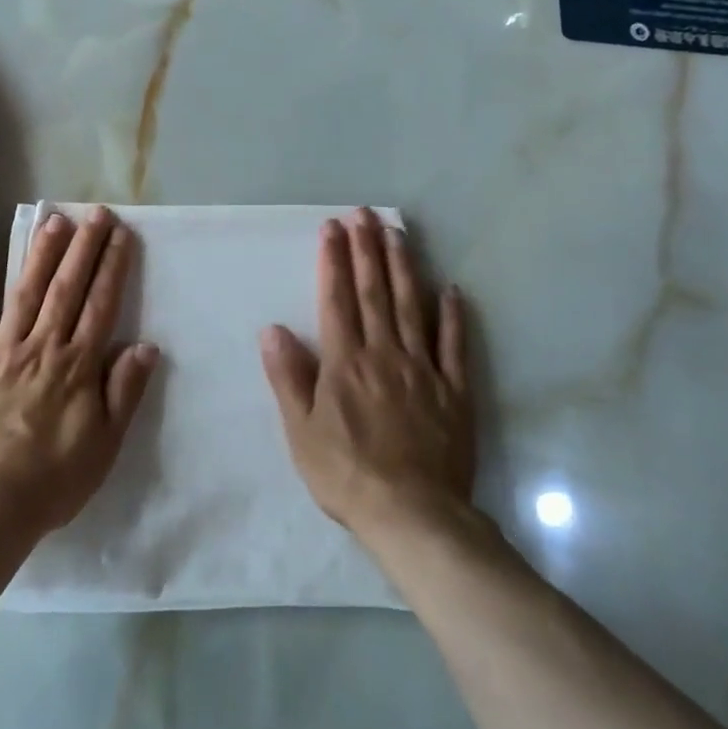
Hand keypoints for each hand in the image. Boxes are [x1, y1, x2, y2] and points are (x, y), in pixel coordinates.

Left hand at [0, 206, 160, 539]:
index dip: (112, 267)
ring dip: (42, 255)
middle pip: (66, 288)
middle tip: (95, 213)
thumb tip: (144, 346)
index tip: (121, 235)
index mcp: (76, 366)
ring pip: (25, 293)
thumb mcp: (104, 445)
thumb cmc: (50, 480)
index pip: (100, 305)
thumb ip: (124, 392)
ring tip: (54, 222)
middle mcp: (40, 347)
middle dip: (83, 247)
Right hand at [259, 209, 473, 537]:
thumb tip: (272, 329)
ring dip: (404, 267)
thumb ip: (288, 377)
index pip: (337, 300)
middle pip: (375, 292)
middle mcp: (384, 354)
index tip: (332, 228)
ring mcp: (423, 369)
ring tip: (398, 233)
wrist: (412, 514)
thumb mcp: (301, 431)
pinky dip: (454, 315)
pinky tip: (452, 289)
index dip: (334, 261)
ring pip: (413, 307)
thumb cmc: (345, 474)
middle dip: (368, 249)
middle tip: (364, 214)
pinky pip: (455, 345)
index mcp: (345, 362)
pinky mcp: (454, 390)